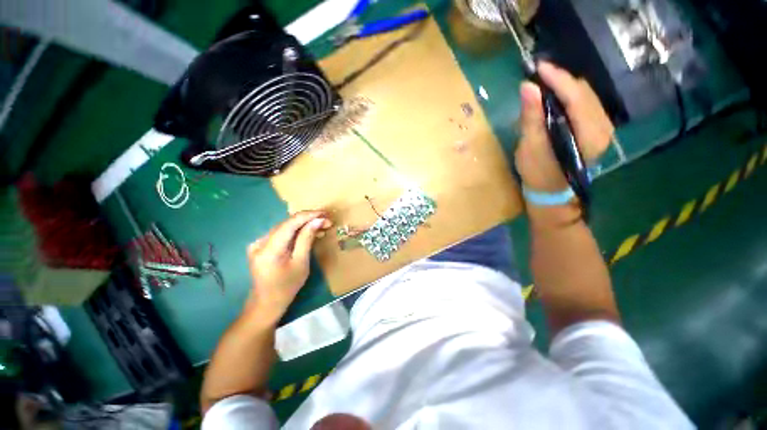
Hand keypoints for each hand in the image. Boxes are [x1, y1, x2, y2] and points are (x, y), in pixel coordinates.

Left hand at [245, 211, 331, 324]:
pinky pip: (281, 234)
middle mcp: (260, 242)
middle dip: (308, 220)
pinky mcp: (260, 246)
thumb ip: (307, 239)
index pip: (290, 223)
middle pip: (287, 223)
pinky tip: (308, 233)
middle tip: (327, 220)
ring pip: (285, 227)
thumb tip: (318, 221)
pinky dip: (296, 232)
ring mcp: (258, 243)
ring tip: (321, 225)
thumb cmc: (287, 287)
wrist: (266, 303)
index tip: (325, 213)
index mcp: (269, 249)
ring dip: (303, 225)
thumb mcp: (301, 263)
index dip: (308, 216)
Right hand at [515, 62, 614, 192]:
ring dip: (566, 86)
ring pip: (587, 96)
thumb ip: (532, 117)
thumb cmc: (538, 173)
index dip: (557, 78)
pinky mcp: (597, 130)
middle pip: (584, 92)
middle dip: (561, 80)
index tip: (539, 67)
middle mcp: (602, 127)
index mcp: (587, 134)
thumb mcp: (530, 147)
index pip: (575, 96)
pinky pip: (586, 104)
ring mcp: (603, 128)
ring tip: (545, 84)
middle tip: (538, 76)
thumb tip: (528, 86)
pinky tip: (557, 97)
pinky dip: (571, 96)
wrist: (551, 192)